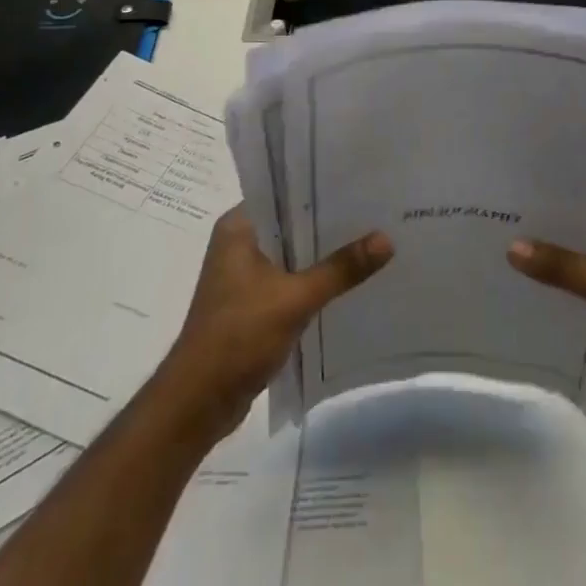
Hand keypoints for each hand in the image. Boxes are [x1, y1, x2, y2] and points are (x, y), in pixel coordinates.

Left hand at [158, 206, 393, 442]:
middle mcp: (238, 243)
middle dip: (330, 222)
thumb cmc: (238, 336)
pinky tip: (349, 280)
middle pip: (292, 223)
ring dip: (324, 254)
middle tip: (376, 210)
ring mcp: (244, 275)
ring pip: (293, 253)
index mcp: (238, 227)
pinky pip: (291, 279)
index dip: (321, 186)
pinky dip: (314, 279)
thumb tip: (387, 239)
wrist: (198, 403)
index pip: (284, 191)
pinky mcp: (252, 303)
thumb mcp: (295, 298)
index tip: (361, 182)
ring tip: (371, 239)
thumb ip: (340, 269)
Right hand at [508, 202, 585, 436]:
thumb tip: (511, 247)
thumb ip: (566, 266)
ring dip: (557, 250)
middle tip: (510, 203)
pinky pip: (583, 282)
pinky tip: (526, 274)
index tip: (531, 175)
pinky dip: (561, 279)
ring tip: (509, 233)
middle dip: (557, 217)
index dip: (573, 182)